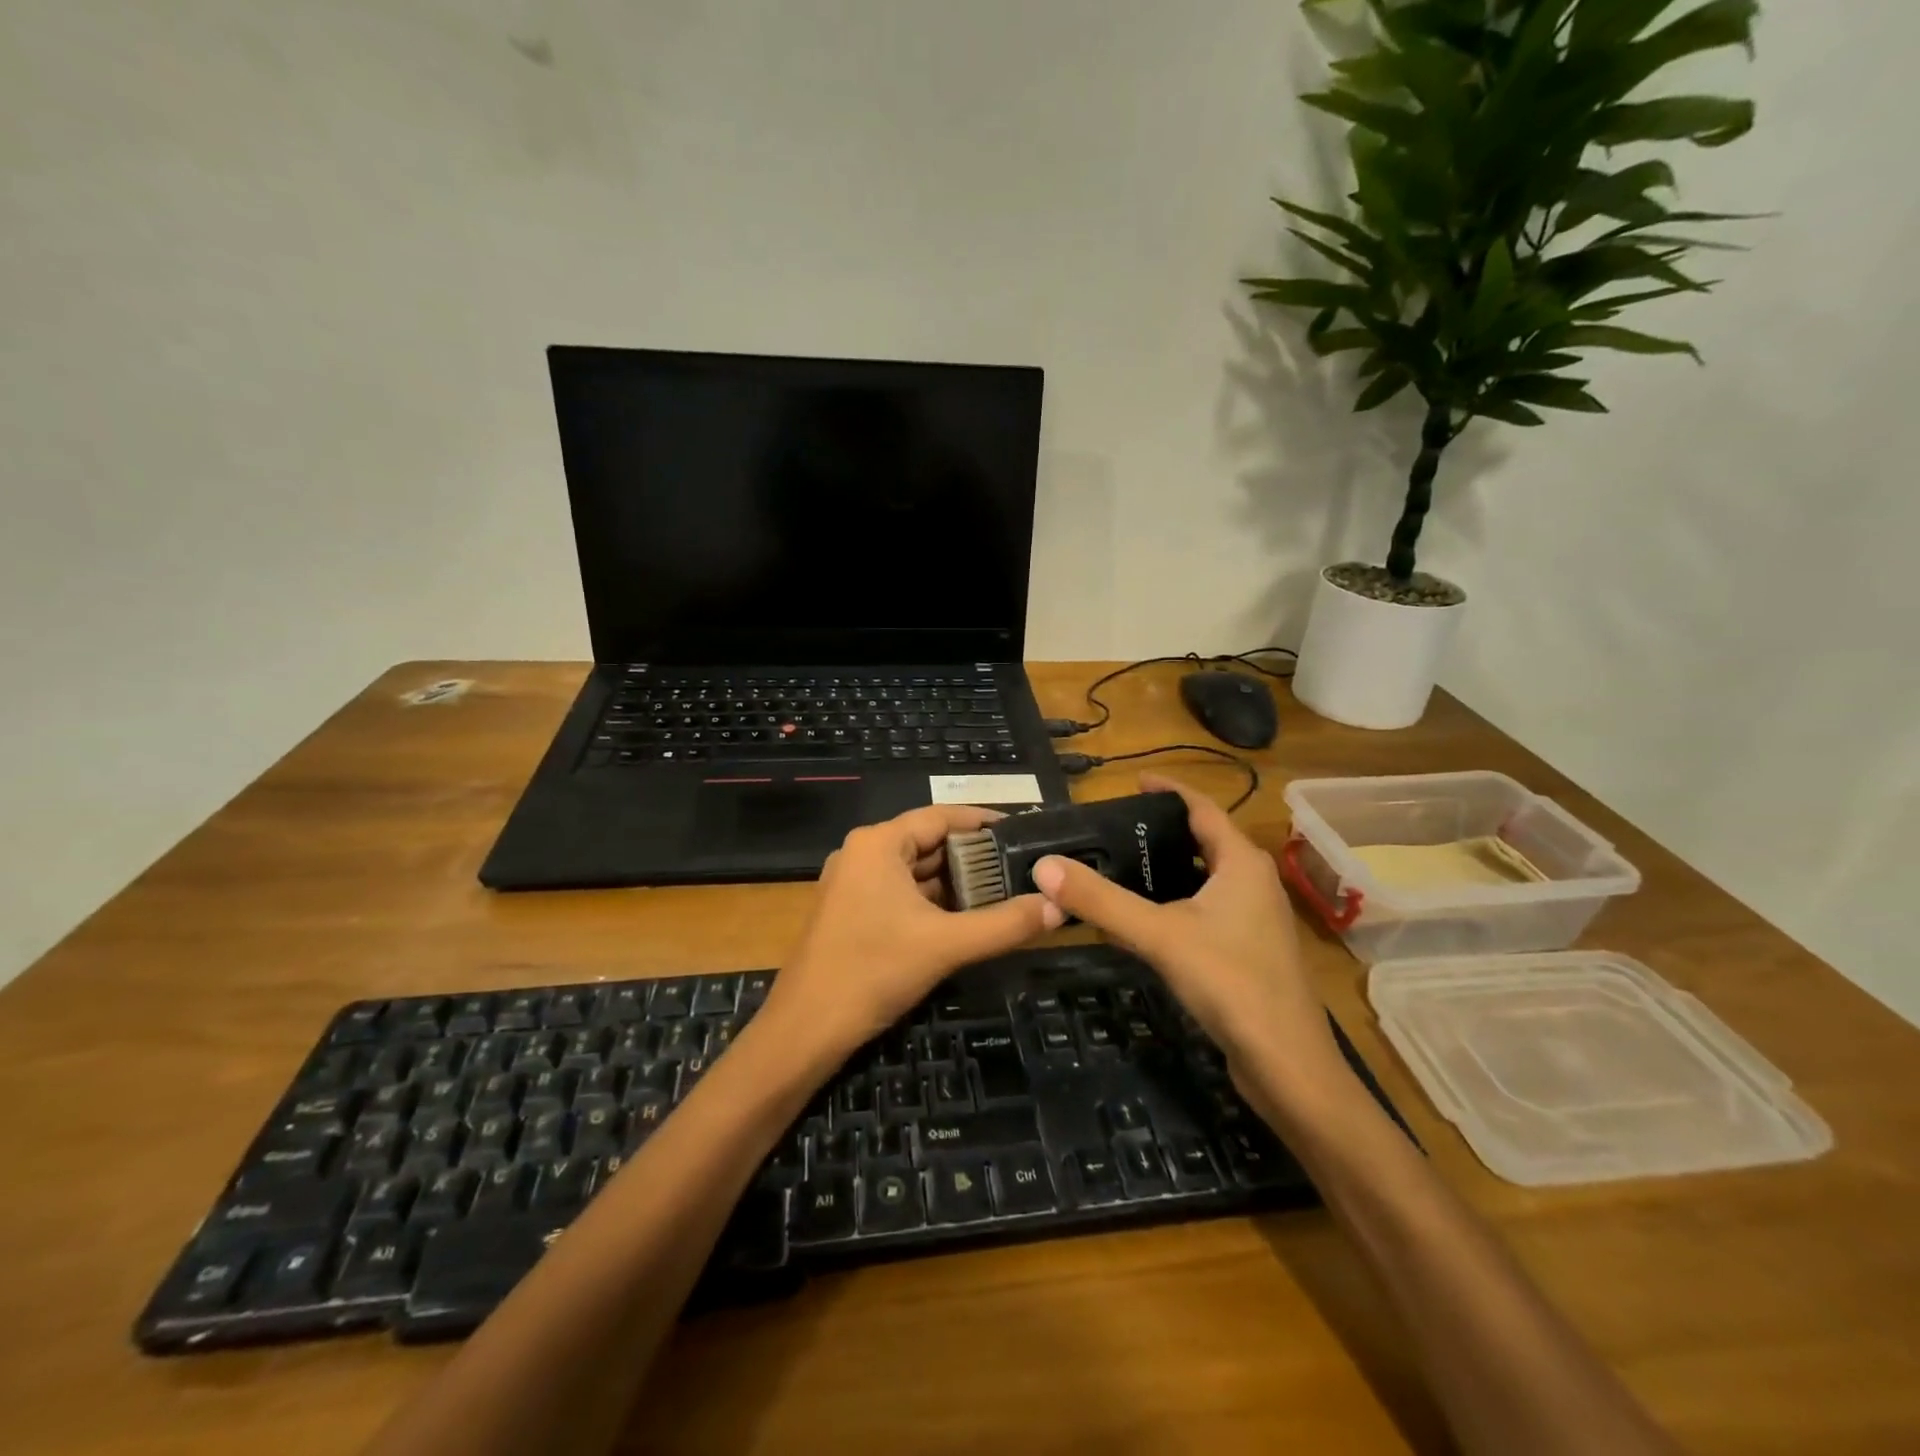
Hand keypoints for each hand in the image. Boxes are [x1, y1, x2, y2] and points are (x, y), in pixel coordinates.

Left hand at [763, 804, 1063, 1061]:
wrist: (805, 1030)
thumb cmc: (873, 972)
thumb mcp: (946, 945)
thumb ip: (1005, 924)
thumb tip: (1057, 907)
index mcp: (878, 844)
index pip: (940, 817)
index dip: (983, 822)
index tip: (1023, 831)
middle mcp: (863, 854)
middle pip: (929, 843)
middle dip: (974, 856)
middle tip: (1022, 868)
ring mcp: (853, 884)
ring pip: (916, 872)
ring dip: (956, 882)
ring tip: (1006, 891)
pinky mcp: (852, 912)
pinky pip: (902, 894)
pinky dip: (934, 902)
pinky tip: (967, 918)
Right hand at [1029, 774, 1342, 1084]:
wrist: (1286, 1064)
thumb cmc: (1230, 982)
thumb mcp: (1159, 935)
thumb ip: (1101, 900)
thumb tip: (1044, 866)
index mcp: (1241, 863)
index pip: (1202, 808)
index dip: (1169, 790)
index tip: (1133, 781)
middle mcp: (1252, 882)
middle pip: (1203, 841)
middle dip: (1162, 830)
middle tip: (1114, 828)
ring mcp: (1254, 919)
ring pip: (1205, 878)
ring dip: (1168, 869)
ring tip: (1120, 865)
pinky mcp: (1248, 951)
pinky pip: (1206, 909)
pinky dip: (1175, 902)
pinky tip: (1144, 919)